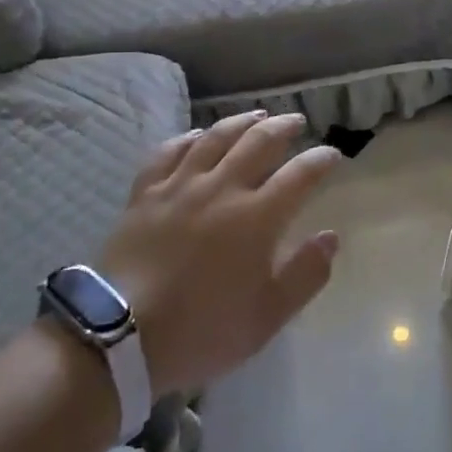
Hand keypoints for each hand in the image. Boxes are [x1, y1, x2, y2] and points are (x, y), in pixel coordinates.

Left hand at [99, 111, 341, 397]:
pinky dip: (188, 138)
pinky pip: (169, 152)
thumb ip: (305, 275)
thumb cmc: (201, 329)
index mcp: (258, 217)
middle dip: (284, 127)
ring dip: (241, 122)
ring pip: (215, 138)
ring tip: (256, 116)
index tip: (333, 155)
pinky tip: (197, 135)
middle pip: (259, 142)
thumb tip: (330, 237)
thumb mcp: (267, 317)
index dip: (321, 160)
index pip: (300, 175)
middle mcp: (222, 189)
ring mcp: (180, 186)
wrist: (118, 336)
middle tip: (296, 122)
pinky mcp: (145, 193)